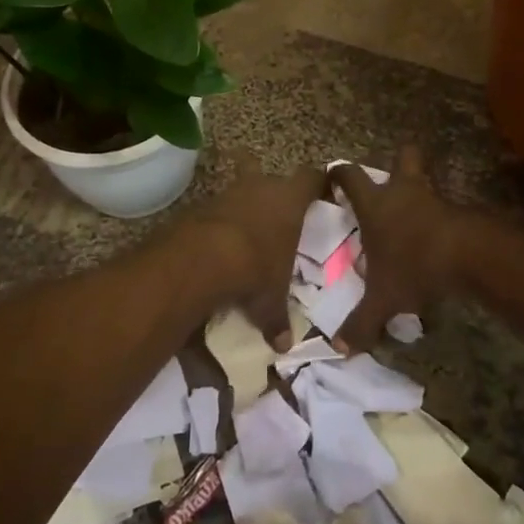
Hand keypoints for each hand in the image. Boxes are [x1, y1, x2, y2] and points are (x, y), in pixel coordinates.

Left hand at [184, 155, 324, 347]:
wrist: (202, 258)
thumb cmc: (255, 269)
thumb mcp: (271, 299)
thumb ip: (278, 318)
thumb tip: (283, 346)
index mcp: (290, 200)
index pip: (312, 178)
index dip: (317, 184)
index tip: (321, 193)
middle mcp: (262, 186)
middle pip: (274, 180)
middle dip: (276, 198)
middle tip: (281, 221)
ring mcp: (229, 192)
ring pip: (244, 192)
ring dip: (246, 209)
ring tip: (248, 235)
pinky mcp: (202, 204)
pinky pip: (218, 209)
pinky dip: (221, 223)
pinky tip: (219, 244)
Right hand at [328, 146, 461, 351]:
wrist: (468, 255)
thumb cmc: (413, 265)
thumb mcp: (382, 300)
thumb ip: (360, 322)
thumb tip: (338, 348)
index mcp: (375, 205)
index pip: (350, 176)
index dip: (339, 173)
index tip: (332, 176)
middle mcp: (402, 192)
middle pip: (403, 156)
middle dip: (397, 161)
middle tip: (390, 179)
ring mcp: (433, 198)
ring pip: (426, 179)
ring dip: (420, 191)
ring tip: (414, 213)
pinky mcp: (458, 210)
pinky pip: (444, 206)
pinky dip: (439, 216)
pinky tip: (436, 236)